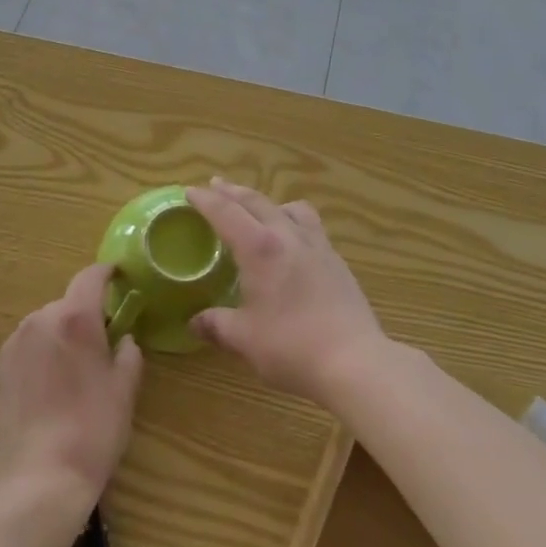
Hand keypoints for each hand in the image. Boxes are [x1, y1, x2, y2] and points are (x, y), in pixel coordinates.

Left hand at [0, 264, 143, 515]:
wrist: (39, 479)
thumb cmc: (93, 429)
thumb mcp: (125, 390)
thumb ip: (129, 354)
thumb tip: (124, 340)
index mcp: (75, 318)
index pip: (90, 276)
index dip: (106, 272)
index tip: (118, 275)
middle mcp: (40, 320)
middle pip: (67, 304)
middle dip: (84, 315)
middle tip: (101, 341)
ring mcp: (14, 344)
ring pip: (44, 326)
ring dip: (59, 335)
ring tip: (73, 369)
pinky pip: (26, 348)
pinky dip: (40, 355)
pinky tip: (49, 387)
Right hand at [185, 179, 384, 406]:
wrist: (355, 361)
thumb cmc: (292, 347)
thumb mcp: (245, 339)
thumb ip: (217, 325)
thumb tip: (194, 322)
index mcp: (260, 249)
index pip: (226, 213)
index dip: (206, 200)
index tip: (190, 190)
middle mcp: (288, 236)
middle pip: (257, 202)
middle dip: (233, 192)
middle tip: (216, 185)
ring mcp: (317, 246)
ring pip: (291, 208)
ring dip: (268, 202)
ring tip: (260, 209)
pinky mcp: (337, 261)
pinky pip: (311, 226)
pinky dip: (293, 221)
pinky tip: (292, 242)